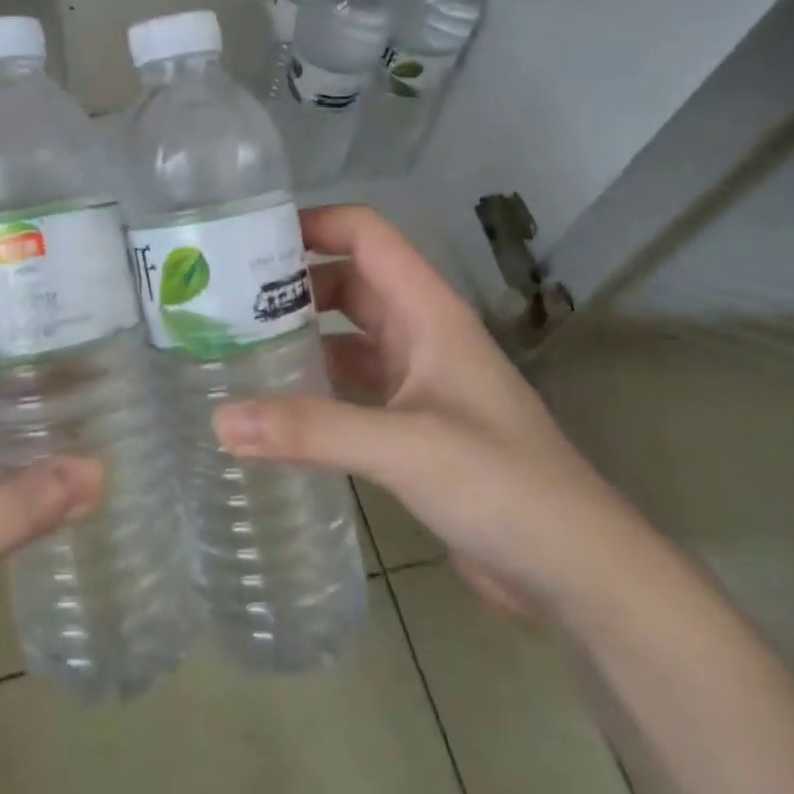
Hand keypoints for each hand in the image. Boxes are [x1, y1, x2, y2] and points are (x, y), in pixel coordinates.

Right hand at [214, 205, 645, 613]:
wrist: (575, 570)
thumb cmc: (503, 486)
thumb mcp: (405, 448)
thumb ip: (312, 430)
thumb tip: (218, 421)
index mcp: (430, 312)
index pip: (368, 236)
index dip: (314, 223)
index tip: (248, 239)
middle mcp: (423, 334)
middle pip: (351, 281)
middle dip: (293, 280)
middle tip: (224, 297)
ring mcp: (420, 380)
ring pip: (350, 334)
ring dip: (302, 331)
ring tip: (235, 342)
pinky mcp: (413, 424)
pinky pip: (353, 383)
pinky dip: (316, 382)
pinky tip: (276, 401)